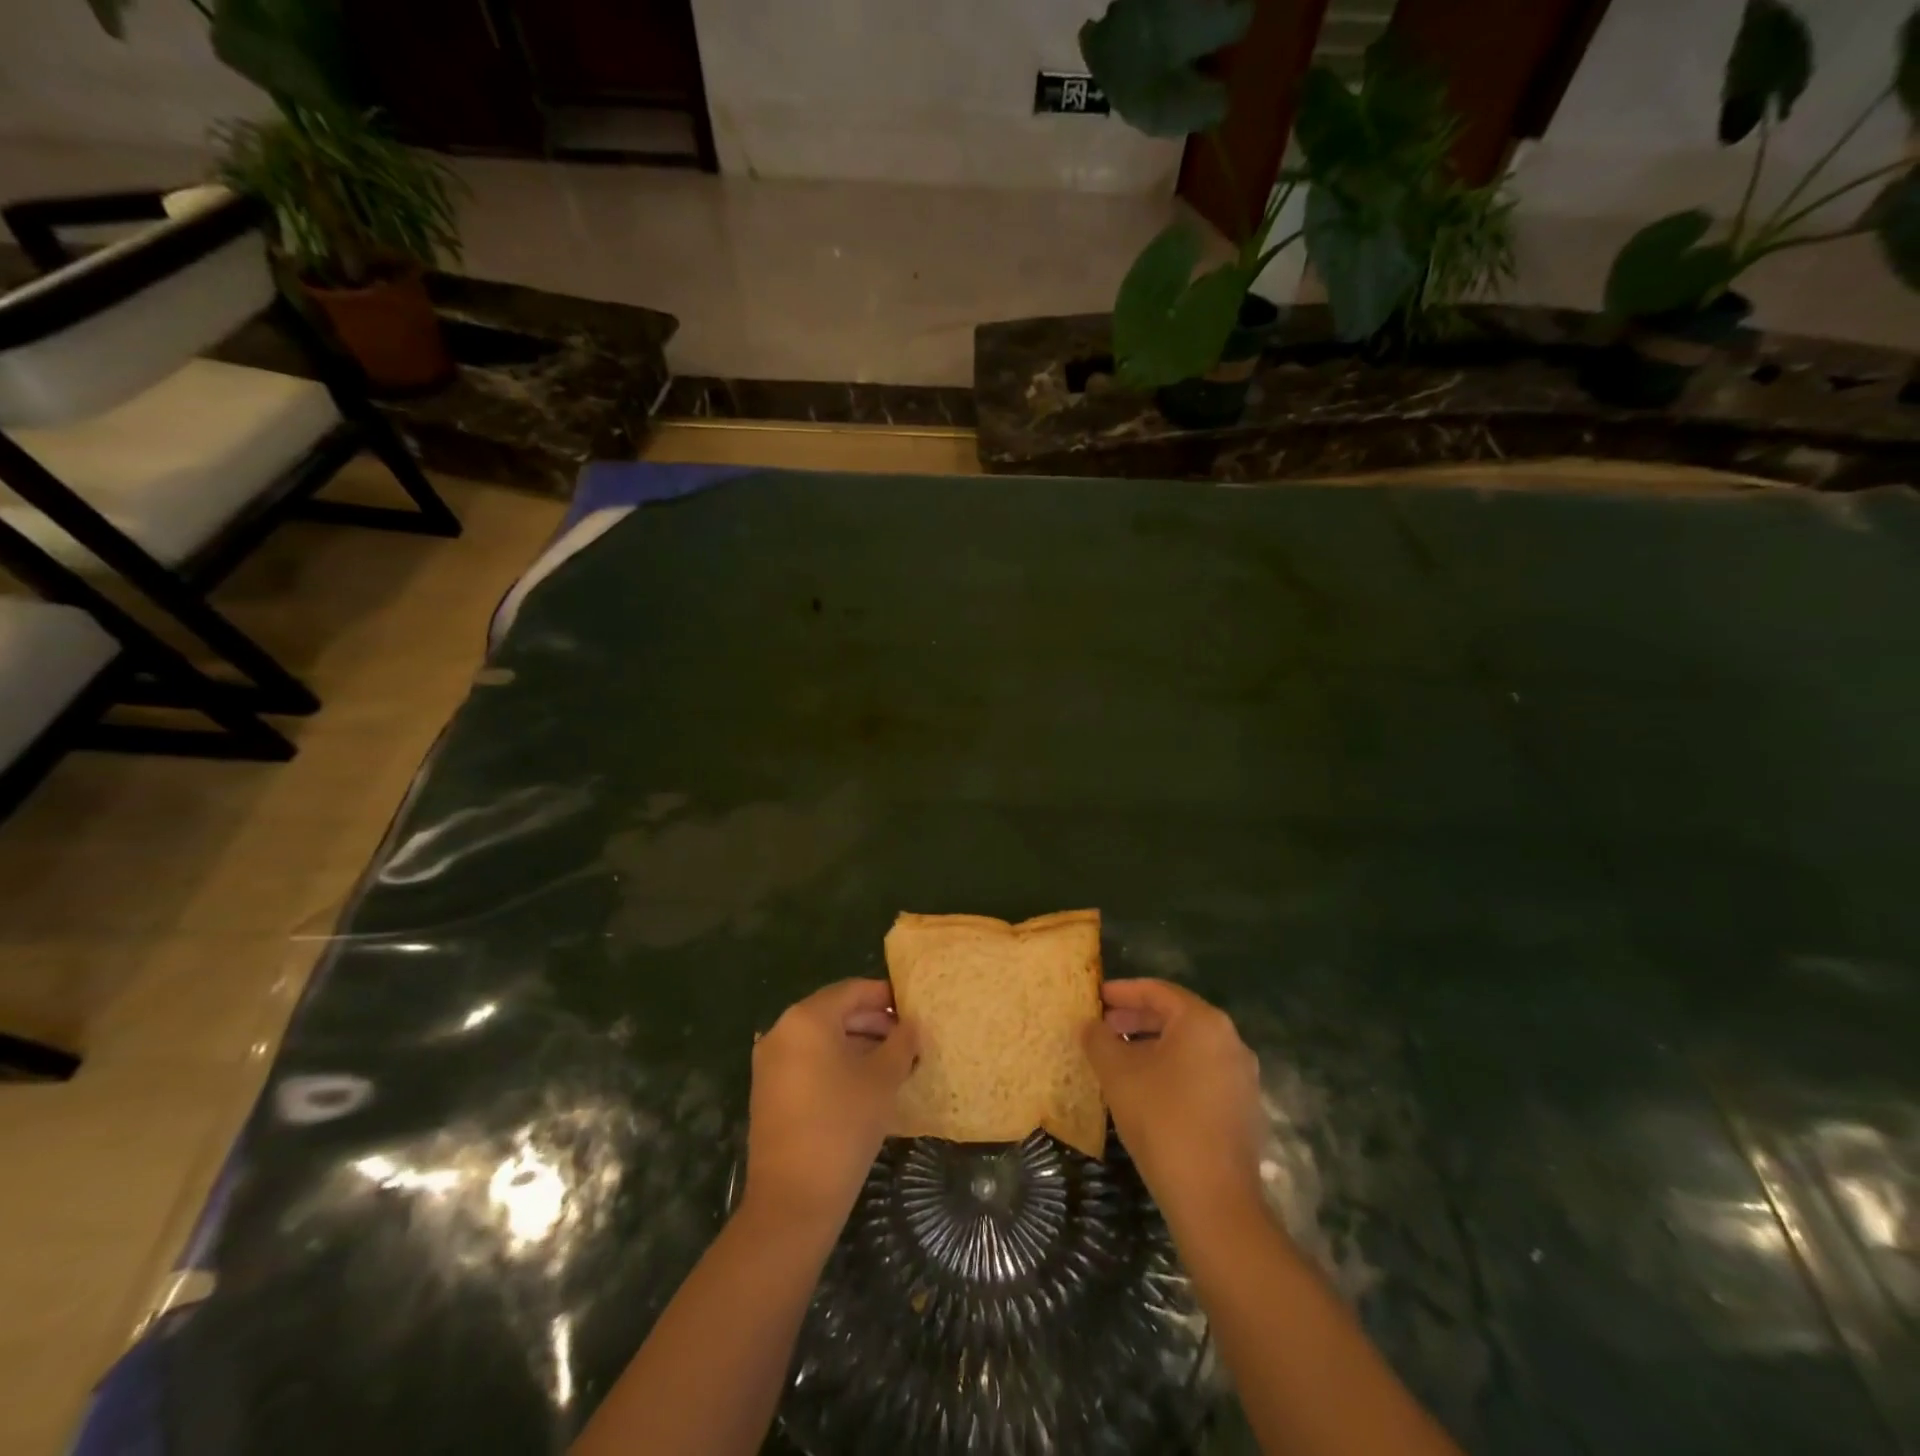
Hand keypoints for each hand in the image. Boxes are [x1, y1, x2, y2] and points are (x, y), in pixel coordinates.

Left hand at [744, 979, 918, 1234]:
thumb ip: (901, 1043)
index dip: (885, 996)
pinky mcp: (768, 1091)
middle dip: (873, 1022)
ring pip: (821, 1039)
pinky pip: (808, 1061)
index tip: (913, 1009)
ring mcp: (770, 1062)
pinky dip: (836, 1063)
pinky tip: (865, 1084)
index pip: (852, 990)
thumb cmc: (843, 1125)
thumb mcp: (882, 1079)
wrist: (792, 1200)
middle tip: (908, 1039)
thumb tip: (911, 1025)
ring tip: (894, 1063)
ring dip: (857, 1044)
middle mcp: (782, 1031)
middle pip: (835, 1012)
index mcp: (807, 1018)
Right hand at [1082, 979, 1264, 1228]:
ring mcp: (1242, 1076)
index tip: (1096, 997)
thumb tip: (1089, 1025)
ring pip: (1189, 1046)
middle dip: (1136, 1019)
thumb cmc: (1161, 1120)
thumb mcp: (1117, 1074)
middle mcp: (1230, 1040)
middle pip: (1176, 1016)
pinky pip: (1202, 1072)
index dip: (1122, 991)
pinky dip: (1173, 1069)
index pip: (1157, 991)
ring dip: (1153, 1045)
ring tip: (1120, 1058)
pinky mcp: (1243, 1108)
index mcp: (1203, 1022)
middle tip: (1104, 1027)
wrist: (1213, 1199)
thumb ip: (1099, 1040)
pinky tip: (1147, 1090)